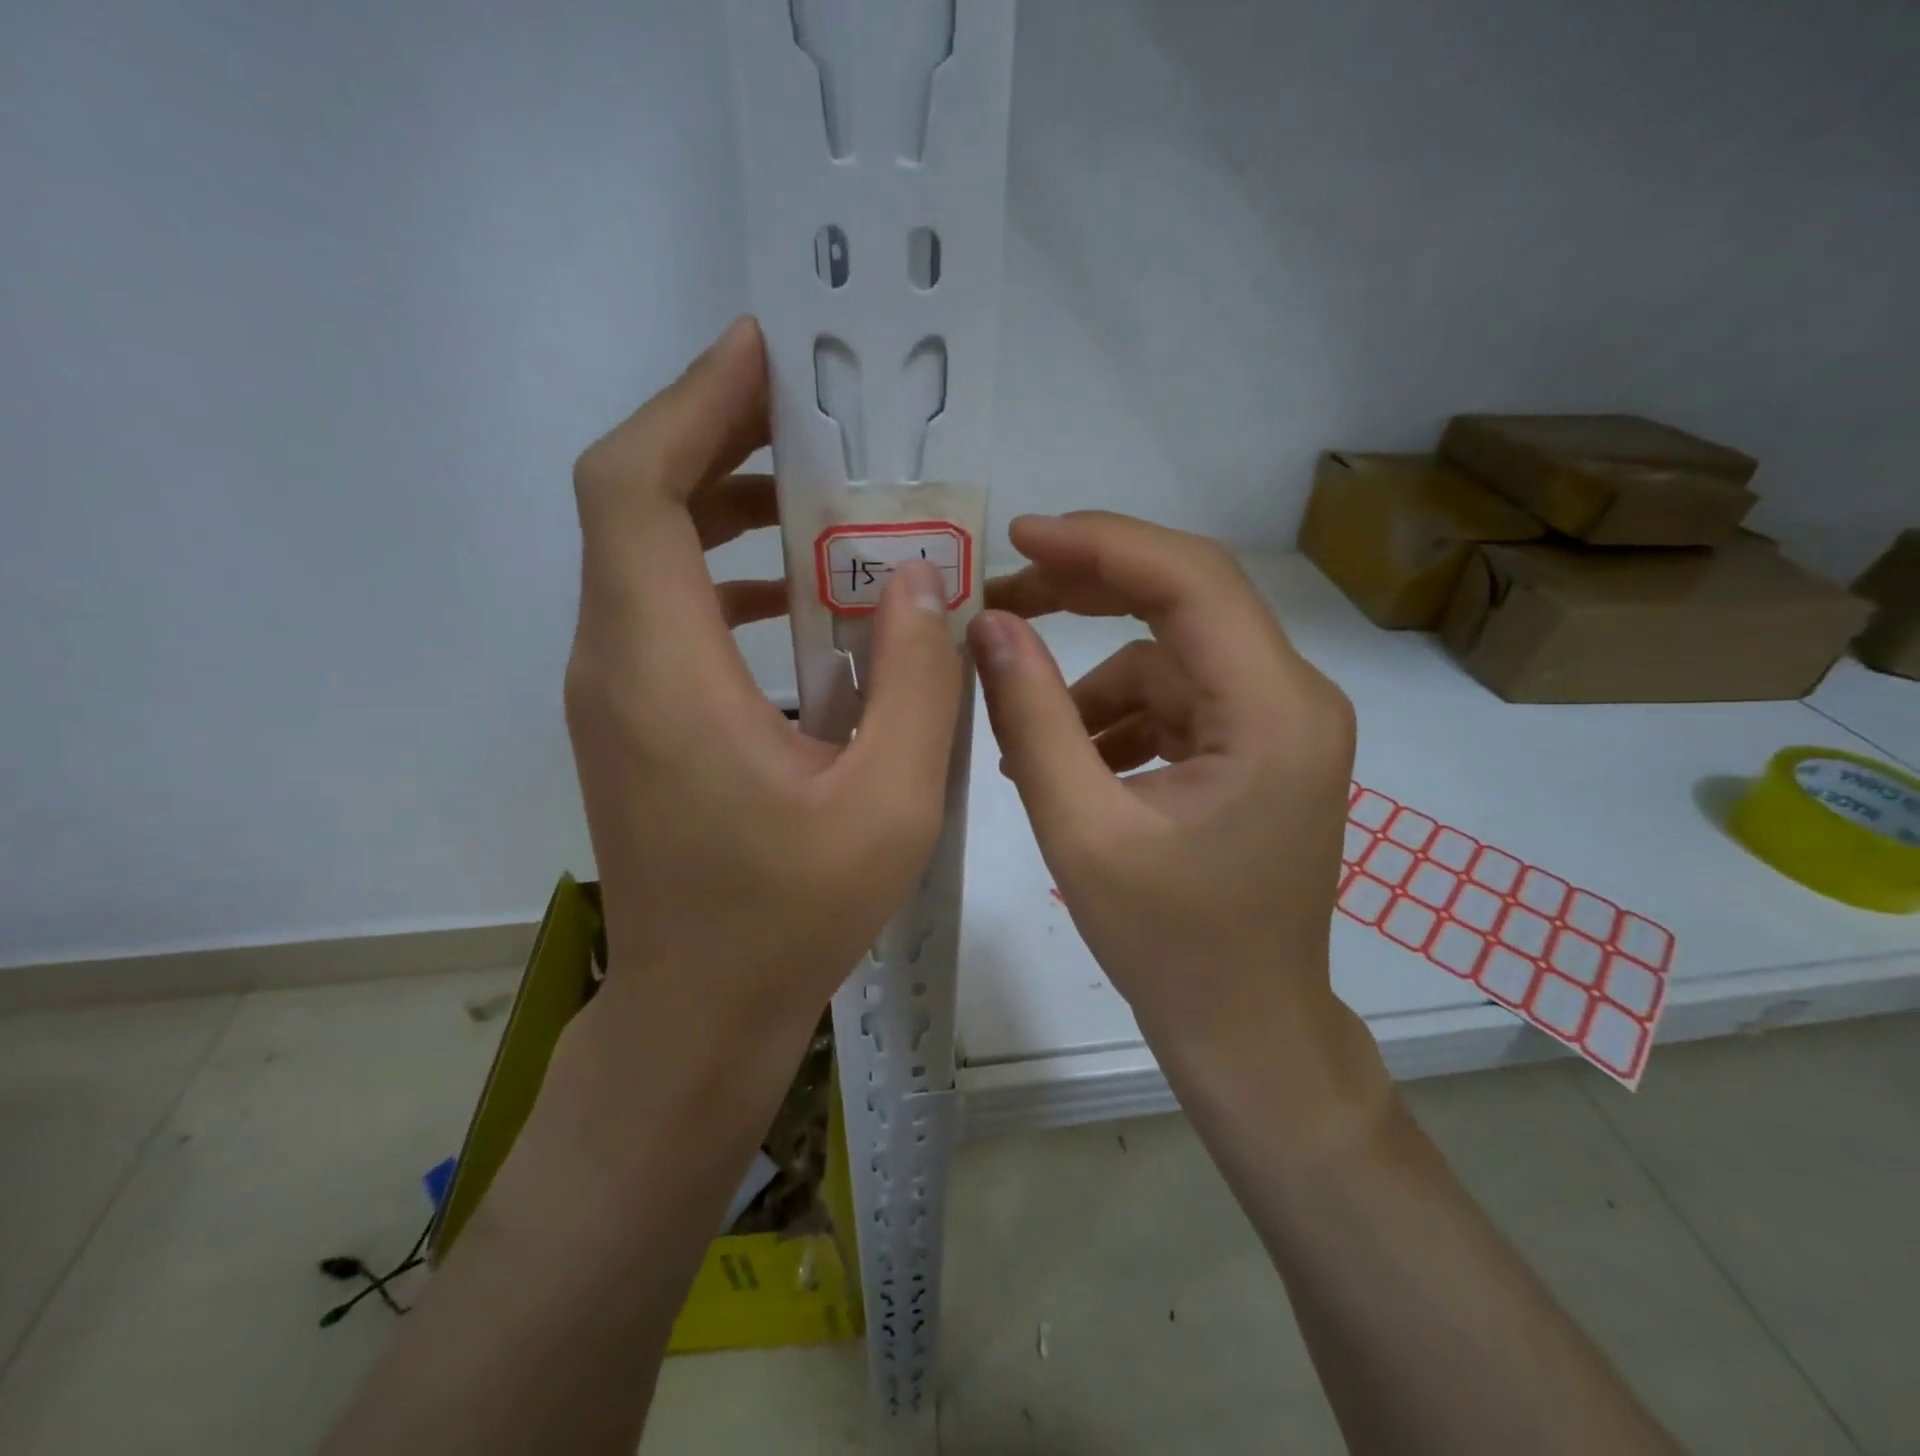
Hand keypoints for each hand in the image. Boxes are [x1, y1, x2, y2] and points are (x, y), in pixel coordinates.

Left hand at [564, 317, 962, 1045]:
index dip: (691, 404)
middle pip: (632, 503)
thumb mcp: (888, 804)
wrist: (700, 1009)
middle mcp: (613, 663)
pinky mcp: (632, 719)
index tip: (766, 356)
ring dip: (721, 501)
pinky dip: (721, 570)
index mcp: (663, 670)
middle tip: (811, 411)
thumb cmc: (790, 916)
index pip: (634, 488)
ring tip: (814, 488)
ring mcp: (613, 692)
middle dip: (715, 435)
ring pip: (643, 553)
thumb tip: (922, 585)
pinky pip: (662, 608)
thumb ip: (917, 683)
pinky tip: (797, 596)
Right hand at [970, 512, 1377, 1103]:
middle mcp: (1293, 699)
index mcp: (1272, 712)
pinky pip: (1174, 702)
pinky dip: (1115, 720)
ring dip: (1091, 690)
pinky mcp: (1256, 748)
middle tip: (999, 605)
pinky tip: (1070, 767)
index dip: (1101, 544)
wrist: (1245, 1030)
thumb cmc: (1171, 947)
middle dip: (1087, 593)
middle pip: (1184, 602)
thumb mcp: (1081, 830)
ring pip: (1166, 660)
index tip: (1019, 538)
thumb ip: (1033, 718)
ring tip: (1027, 748)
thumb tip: (989, 627)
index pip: (1190, 581)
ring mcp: (1278, 723)